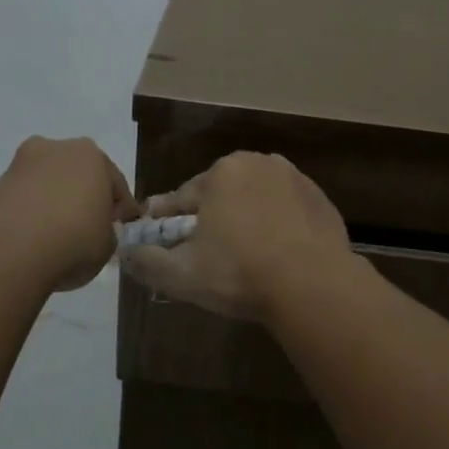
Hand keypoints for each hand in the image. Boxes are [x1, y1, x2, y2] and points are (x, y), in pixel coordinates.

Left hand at [0, 137, 137, 292]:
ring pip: (50, 182)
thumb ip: (107, 231)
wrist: (11, 249)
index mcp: (93, 156)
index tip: (121, 227)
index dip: (121, 208)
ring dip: (56, 201)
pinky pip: (27, 197)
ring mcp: (24, 163)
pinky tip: (35, 235)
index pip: (115, 183)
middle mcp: (58, 148)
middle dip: (85, 196)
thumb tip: (97, 230)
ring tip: (58, 233)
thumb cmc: (74, 239)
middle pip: (79, 175)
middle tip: (90, 226)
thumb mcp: (108, 244)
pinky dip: (33, 211)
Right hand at [123, 152, 352, 321]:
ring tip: (245, 256)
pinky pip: (287, 211)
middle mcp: (259, 163)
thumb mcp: (182, 274)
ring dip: (246, 219)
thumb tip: (127, 252)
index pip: (181, 199)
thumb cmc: (240, 273)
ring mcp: (295, 179)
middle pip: (221, 195)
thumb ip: (147, 261)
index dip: (168, 223)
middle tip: (208, 255)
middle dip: (211, 219)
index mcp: (222, 172)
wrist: (313, 285)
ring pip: (256, 200)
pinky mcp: (320, 199)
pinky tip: (277, 254)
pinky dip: (278, 226)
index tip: (161, 241)